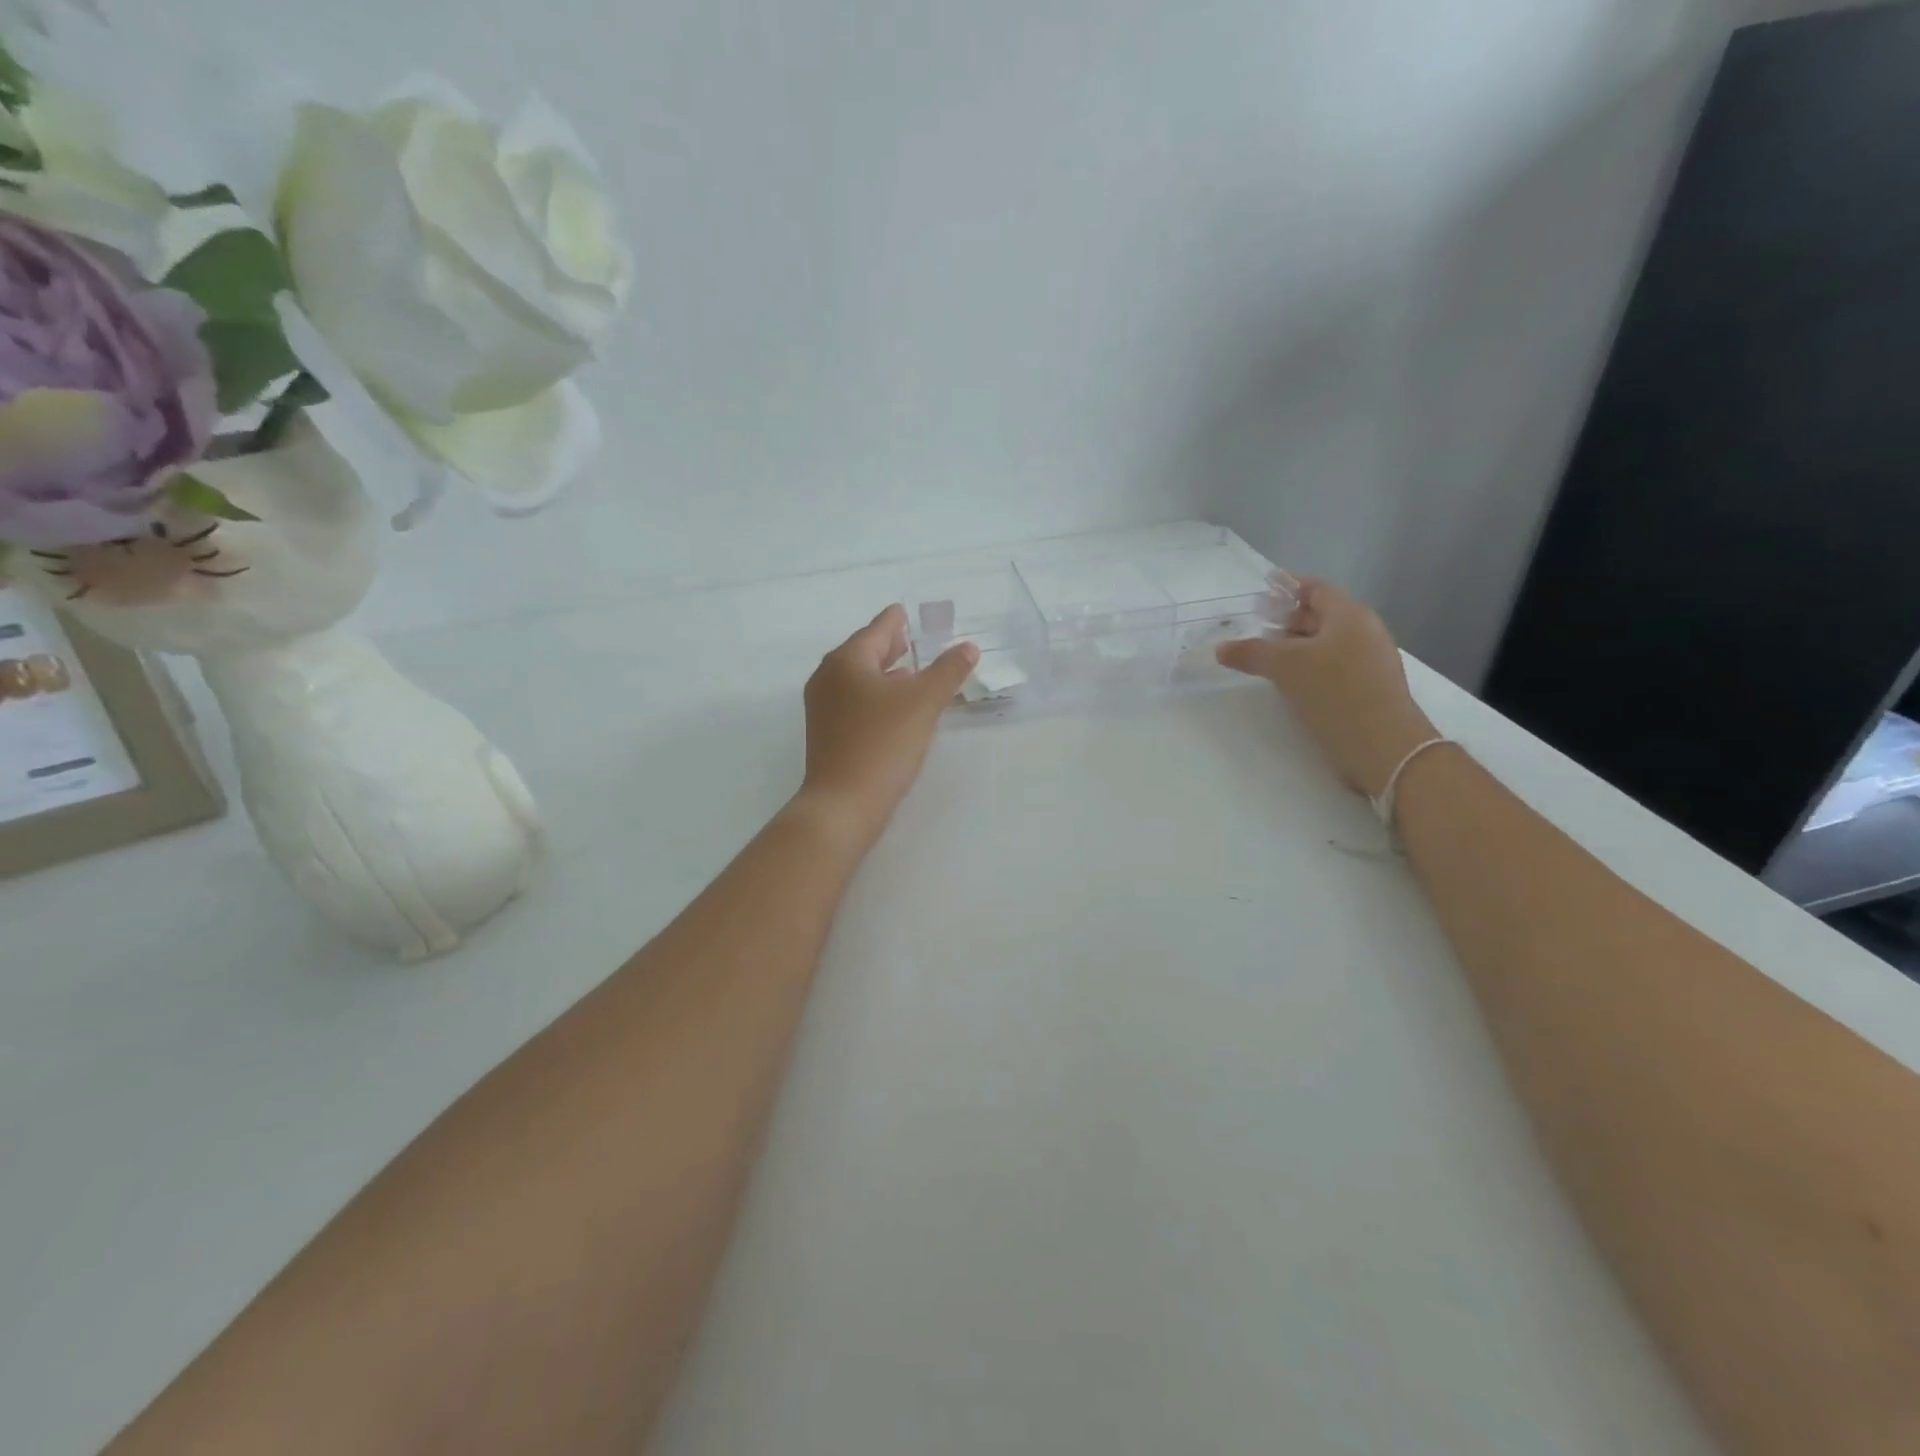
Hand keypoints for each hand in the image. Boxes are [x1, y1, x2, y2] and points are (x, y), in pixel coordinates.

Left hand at [796, 605, 978, 848]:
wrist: (843, 804)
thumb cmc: (882, 744)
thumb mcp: (923, 703)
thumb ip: (948, 671)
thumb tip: (968, 647)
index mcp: (847, 661)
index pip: (877, 629)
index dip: (897, 620)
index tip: (907, 612)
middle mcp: (828, 678)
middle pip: (864, 652)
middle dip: (891, 646)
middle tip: (914, 640)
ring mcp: (823, 708)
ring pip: (859, 679)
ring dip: (886, 674)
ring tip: (913, 674)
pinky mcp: (828, 734)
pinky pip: (856, 702)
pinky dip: (877, 696)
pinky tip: (897, 709)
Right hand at [1217, 577, 1438, 798]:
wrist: (1382, 746)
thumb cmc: (1334, 693)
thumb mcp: (1285, 667)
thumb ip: (1251, 653)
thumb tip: (1221, 648)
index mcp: (1350, 616)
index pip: (1317, 589)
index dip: (1289, 586)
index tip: (1264, 588)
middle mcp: (1364, 632)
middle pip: (1322, 615)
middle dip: (1289, 618)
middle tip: (1257, 624)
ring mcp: (1369, 661)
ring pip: (1327, 643)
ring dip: (1297, 645)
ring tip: (1266, 655)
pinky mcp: (1368, 688)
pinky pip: (1333, 666)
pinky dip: (1309, 666)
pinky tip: (1289, 682)